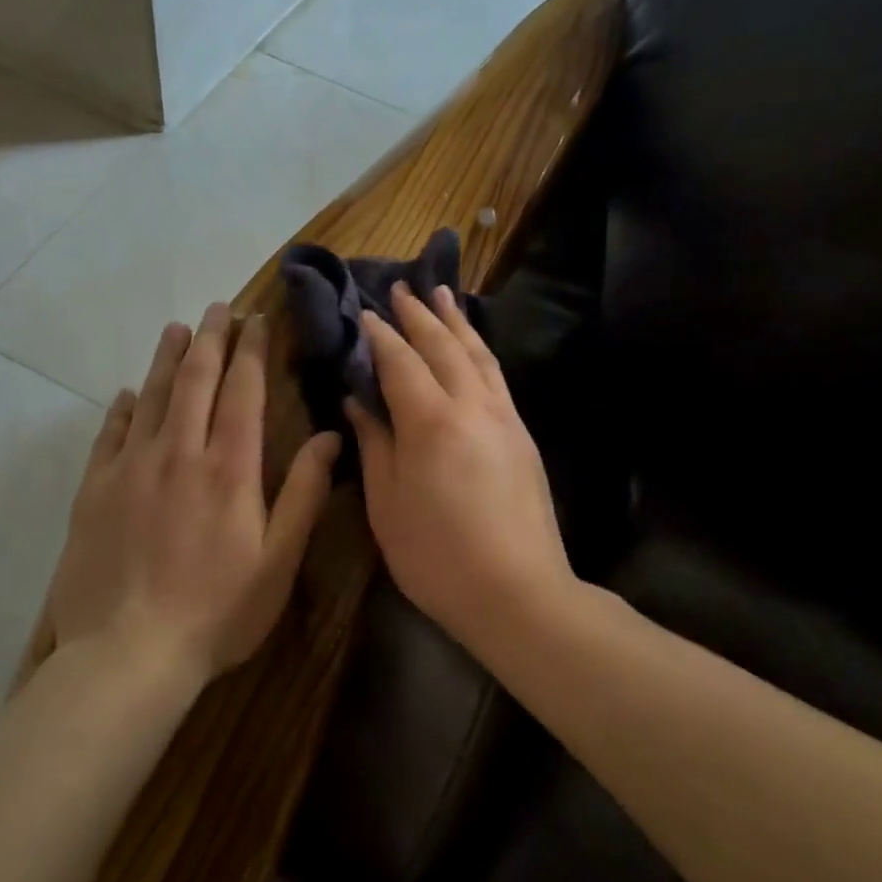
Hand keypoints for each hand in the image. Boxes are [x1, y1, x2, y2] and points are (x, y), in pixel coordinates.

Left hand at [36, 303, 340, 684]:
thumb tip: (331, 437)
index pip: (243, 391)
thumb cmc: (217, 612)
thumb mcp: (278, 561)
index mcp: (228, 468)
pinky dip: (123, 408)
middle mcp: (178, 453)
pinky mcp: (94, 491)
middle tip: (219, 308)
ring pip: (152, 396)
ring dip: (168, 359)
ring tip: (178, 328)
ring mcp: (130, 468)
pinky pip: (110, 435)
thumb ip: (302, 494)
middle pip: (195, 380)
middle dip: (211, 339)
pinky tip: (129, 394)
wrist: (126, 655)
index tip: (257, 320)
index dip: (252, 351)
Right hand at [345, 283, 575, 634]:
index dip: (380, 335)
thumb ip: (374, 444)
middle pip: (443, 347)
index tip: (364, 313)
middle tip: (401, 288)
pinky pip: (497, 376)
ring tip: (442, 295)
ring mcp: (503, 418)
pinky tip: (474, 346)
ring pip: (478, 355)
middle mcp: (471, 406)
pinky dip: (480, 350)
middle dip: (419, 315)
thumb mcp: (387, 504)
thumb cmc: (437, 555)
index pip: (399, 362)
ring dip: (456, 322)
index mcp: (430, 421)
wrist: (518, 592)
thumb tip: (359, 401)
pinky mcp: (522, 435)